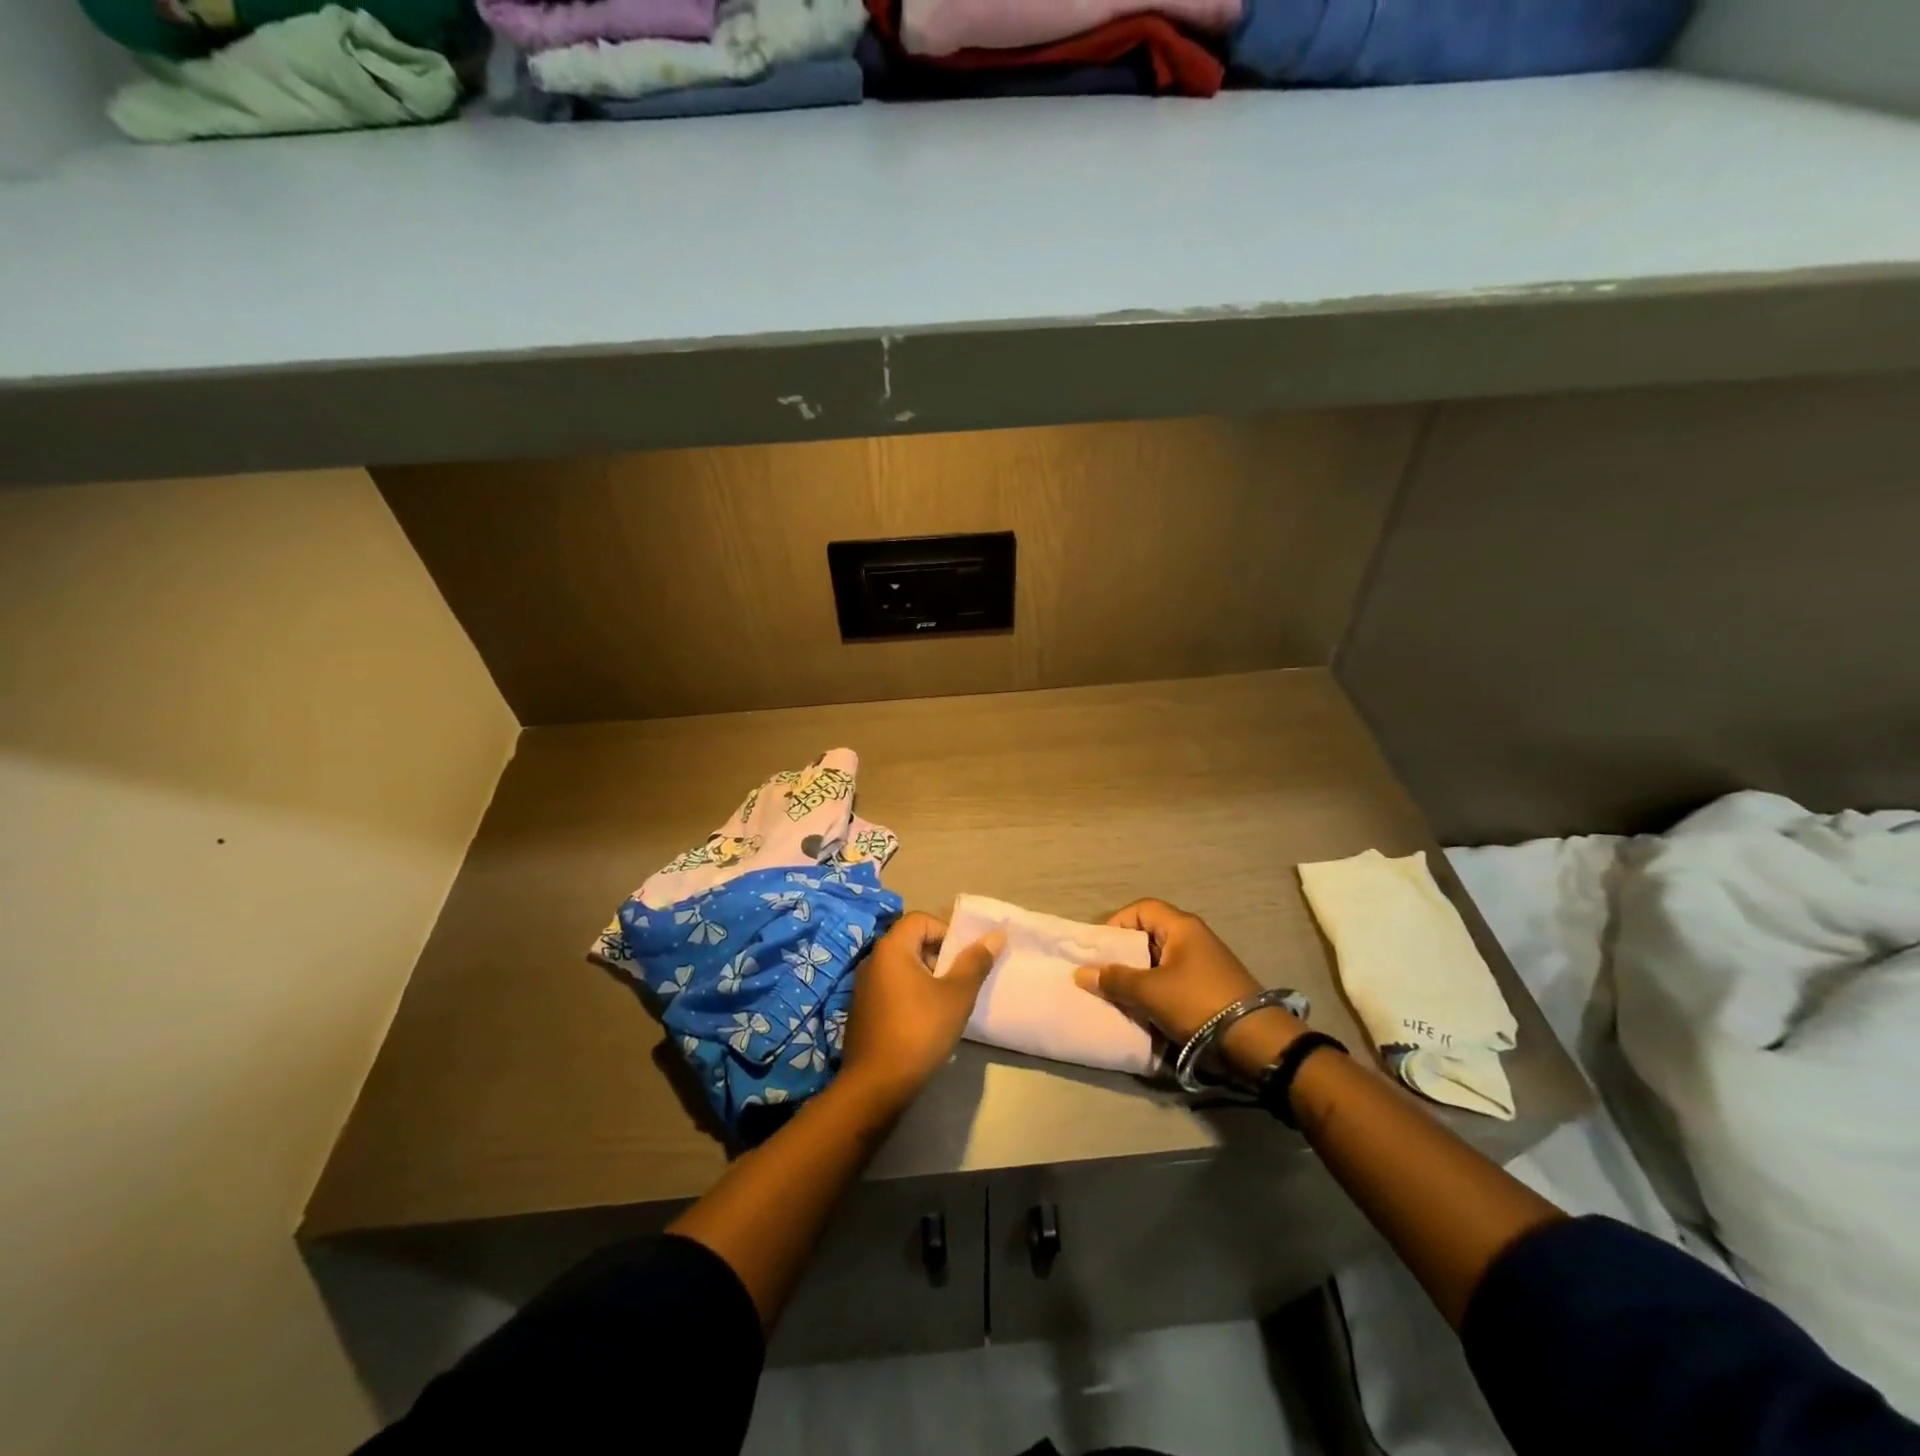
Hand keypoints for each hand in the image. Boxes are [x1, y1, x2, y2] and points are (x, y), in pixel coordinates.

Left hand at [839, 911, 1001, 1108]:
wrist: (877, 1084)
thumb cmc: (920, 1030)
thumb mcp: (957, 995)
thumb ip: (976, 962)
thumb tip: (997, 935)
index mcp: (891, 948)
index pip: (920, 919)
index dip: (946, 931)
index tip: (962, 958)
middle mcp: (872, 960)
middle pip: (910, 941)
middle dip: (938, 956)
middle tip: (958, 981)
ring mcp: (863, 986)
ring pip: (901, 967)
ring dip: (925, 977)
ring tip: (945, 1002)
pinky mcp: (862, 1010)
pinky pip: (890, 988)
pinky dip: (909, 994)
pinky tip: (924, 1021)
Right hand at [1073, 899, 1305, 1077]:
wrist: (1255, 1041)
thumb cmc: (1197, 1003)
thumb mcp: (1149, 991)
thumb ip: (1114, 980)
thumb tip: (1082, 973)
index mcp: (1182, 927)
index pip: (1142, 909)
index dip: (1117, 922)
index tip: (1100, 948)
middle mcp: (1195, 938)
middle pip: (1150, 934)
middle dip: (1125, 953)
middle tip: (1105, 974)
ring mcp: (1205, 964)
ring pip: (1161, 960)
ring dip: (1140, 976)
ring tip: (1120, 994)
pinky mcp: (1211, 988)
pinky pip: (1174, 980)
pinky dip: (1157, 990)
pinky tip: (1145, 1010)